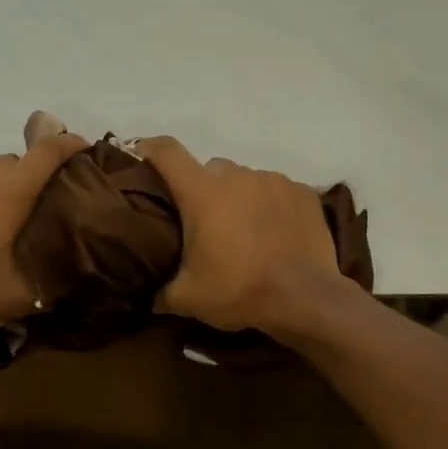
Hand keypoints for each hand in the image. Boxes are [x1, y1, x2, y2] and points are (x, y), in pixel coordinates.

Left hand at [0, 125, 85, 328]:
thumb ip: (51, 285)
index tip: (86, 149)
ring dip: (6, 186)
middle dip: (38, 174)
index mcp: (12, 188)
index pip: (48, 151)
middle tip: (50, 202)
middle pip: (19, 161)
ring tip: (12, 218)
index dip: (71, 145)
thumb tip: (74, 283)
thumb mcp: (19, 295)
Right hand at [138, 138, 347, 335]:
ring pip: (246, 180)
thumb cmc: (239, 291)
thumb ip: (161, 293)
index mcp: (202, 192)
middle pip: (210, 169)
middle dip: (203, 190)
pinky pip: (277, 191)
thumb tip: (149, 298)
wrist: (305, 299)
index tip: (142, 156)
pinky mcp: (303, 193)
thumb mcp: (188, 299)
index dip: (150, 149)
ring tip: (245, 232)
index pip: (167, 152)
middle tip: (205, 223)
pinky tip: (275, 233)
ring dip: (239, 198)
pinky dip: (271, 206)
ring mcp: (274, 181)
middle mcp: (237, 176)